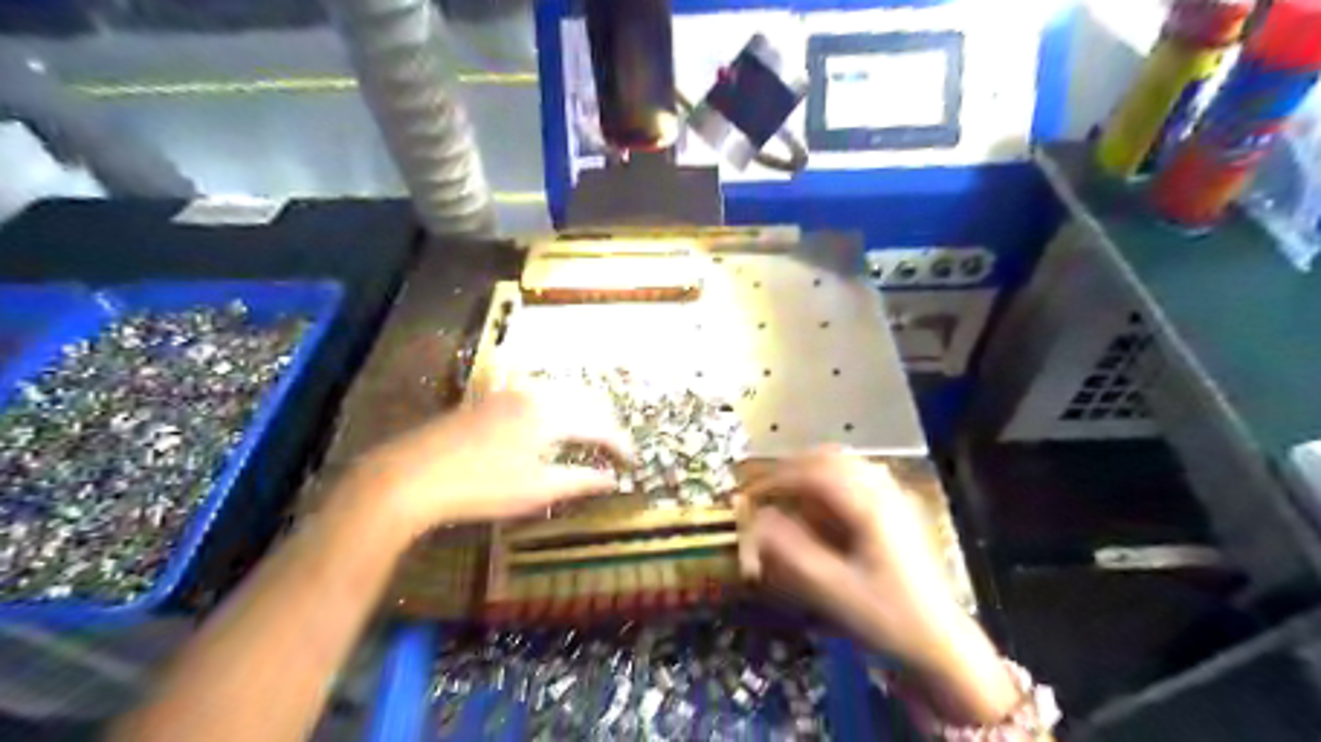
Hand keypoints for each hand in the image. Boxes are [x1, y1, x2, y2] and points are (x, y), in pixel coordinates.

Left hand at [338, 389, 626, 539]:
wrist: (413, 475)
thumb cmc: (481, 487)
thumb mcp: (536, 490)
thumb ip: (580, 481)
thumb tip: (613, 480)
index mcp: (552, 415)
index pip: (601, 426)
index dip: (621, 445)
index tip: (632, 464)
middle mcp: (538, 393)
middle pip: (586, 401)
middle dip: (606, 424)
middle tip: (615, 450)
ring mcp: (513, 391)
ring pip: (563, 392)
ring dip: (583, 411)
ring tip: (590, 435)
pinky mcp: (493, 396)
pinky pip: (540, 391)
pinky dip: (559, 404)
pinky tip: (553, 421)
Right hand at [734, 448, 960, 669]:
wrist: (941, 645)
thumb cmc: (887, 618)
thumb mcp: (832, 589)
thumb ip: (790, 552)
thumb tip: (757, 522)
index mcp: (870, 507)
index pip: (815, 472)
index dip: (778, 478)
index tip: (752, 494)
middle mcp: (885, 493)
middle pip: (832, 458)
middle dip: (794, 469)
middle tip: (767, 490)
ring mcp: (897, 500)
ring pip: (847, 465)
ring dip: (813, 473)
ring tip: (788, 495)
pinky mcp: (901, 512)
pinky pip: (860, 479)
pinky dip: (832, 483)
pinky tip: (821, 506)